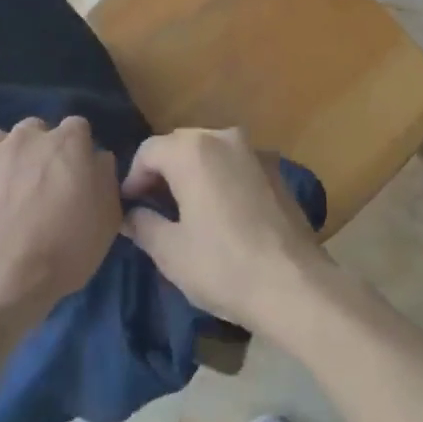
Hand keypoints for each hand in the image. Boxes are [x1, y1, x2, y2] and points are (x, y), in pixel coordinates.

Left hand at [0, 116, 120, 323]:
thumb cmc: (64, 249)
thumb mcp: (108, 218)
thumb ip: (105, 177)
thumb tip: (96, 159)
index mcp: (67, 141)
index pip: (77, 128)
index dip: (77, 151)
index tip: (77, 175)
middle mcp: (26, 137)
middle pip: (35, 129)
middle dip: (38, 148)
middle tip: (40, 183)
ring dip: (0, 156)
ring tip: (2, 187)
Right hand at [119, 127, 328, 335]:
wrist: (293, 284)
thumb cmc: (223, 265)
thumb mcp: (170, 252)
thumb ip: (143, 225)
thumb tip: (131, 215)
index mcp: (193, 150)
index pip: (149, 151)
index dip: (133, 179)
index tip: (129, 209)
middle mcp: (224, 137)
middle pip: (180, 145)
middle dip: (162, 172)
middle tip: (153, 209)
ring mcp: (255, 151)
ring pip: (210, 152)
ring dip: (192, 174)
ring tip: (185, 211)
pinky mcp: (276, 170)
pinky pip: (235, 165)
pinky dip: (220, 179)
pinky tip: (221, 214)